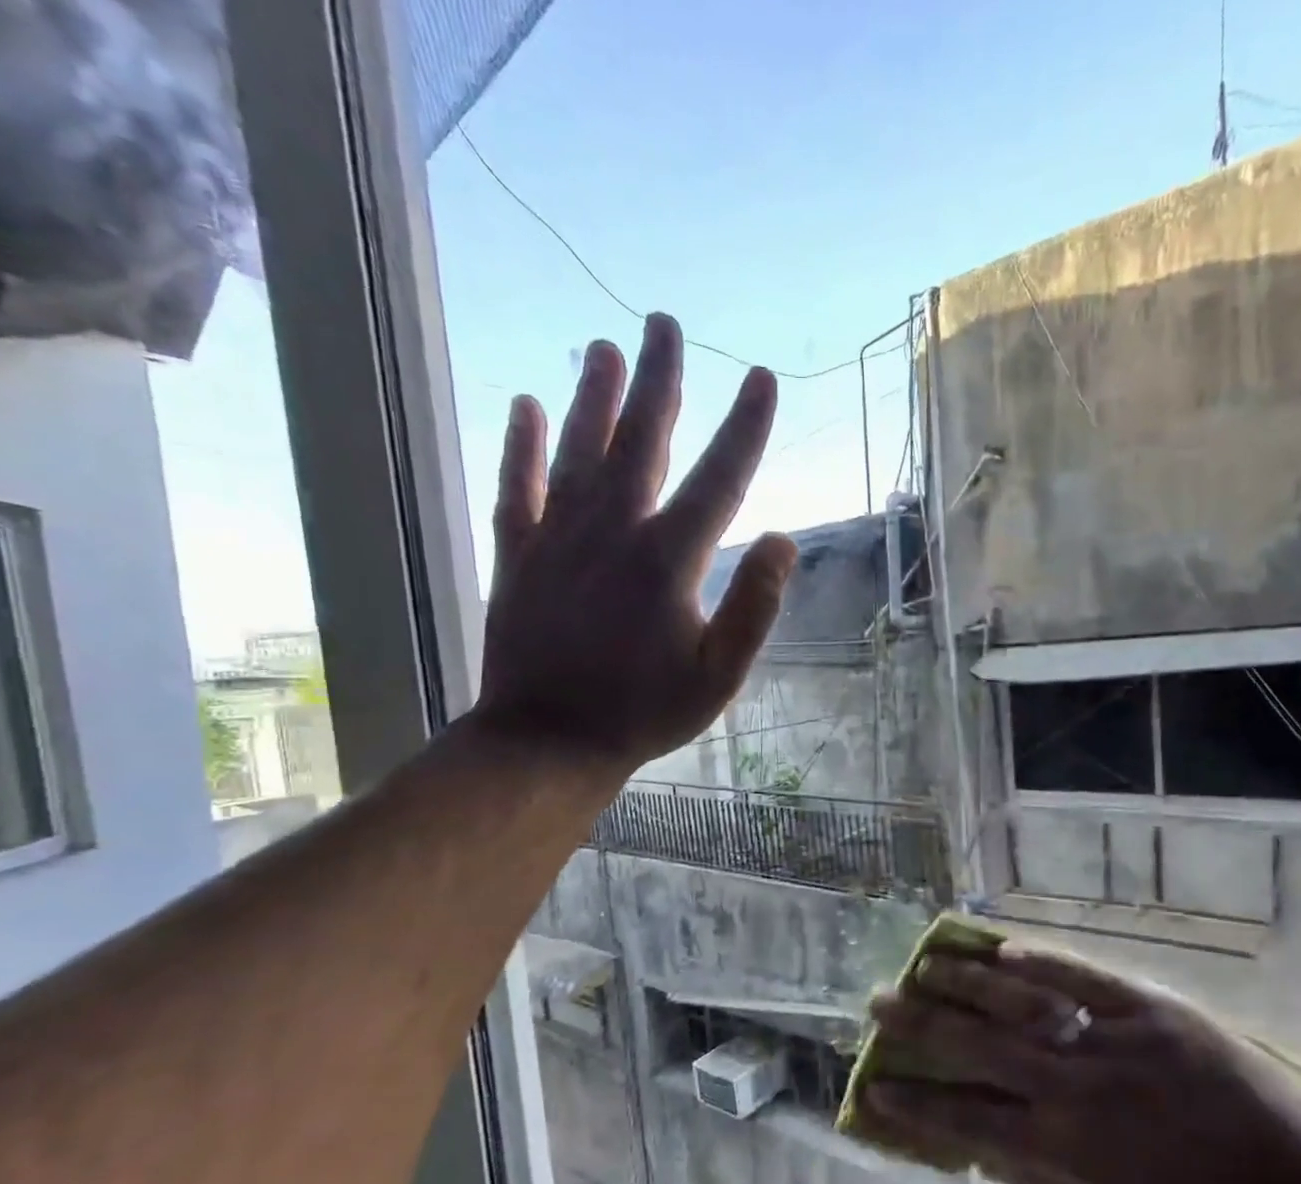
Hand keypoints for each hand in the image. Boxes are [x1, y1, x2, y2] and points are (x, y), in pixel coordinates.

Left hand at [473, 314, 796, 772]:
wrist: (548, 741)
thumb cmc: (644, 712)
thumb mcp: (719, 676)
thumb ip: (754, 608)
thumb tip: (783, 540)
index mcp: (668, 559)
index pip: (719, 478)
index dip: (745, 427)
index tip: (761, 378)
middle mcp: (613, 531)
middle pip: (641, 440)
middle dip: (659, 380)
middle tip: (664, 324)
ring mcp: (558, 538)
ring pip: (579, 450)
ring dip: (593, 396)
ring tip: (602, 347)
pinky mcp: (518, 555)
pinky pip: (518, 486)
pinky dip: (522, 446)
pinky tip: (527, 407)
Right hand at [866, 943, 1300, 1183]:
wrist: (1300, 1172)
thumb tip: (1002, 1157)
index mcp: (1066, 1148)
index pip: (969, 1121)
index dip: (916, 1107)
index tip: (873, 1089)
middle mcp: (1073, 1087)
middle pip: (977, 1051)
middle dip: (919, 1030)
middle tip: (876, 1005)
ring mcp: (1110, 1039)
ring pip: (1019, 1005)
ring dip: (964, 984)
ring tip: (923, 964)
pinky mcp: (1147, 1006)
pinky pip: (1082, 977)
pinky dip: (1040, 963)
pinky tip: (1001, 949)